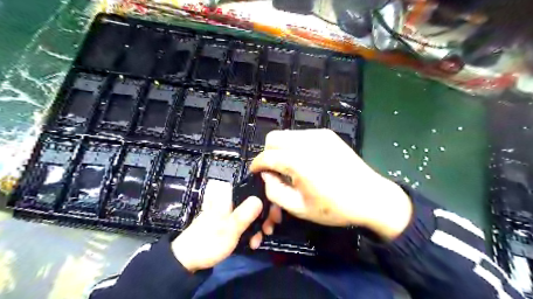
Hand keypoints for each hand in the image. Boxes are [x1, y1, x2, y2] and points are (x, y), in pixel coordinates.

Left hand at [173, 180, 260, 273]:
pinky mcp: (231, 220)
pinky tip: (253, 242)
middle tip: (269, 228)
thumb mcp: (229, 229)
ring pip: (253, 212)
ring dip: (259, 226)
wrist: (189, 259)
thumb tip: (260, 199)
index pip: (254, 188)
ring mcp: (231, 210)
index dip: (268, 198)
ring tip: (258, 240)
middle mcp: (232, 199)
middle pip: (256, 201)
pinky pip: (247, 221)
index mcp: (229, 196)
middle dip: (265, 216)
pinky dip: (252, 230)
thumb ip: (244, 214)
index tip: (274, 214)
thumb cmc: (208, 241)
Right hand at [249, 128, 411, 240]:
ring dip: (282, 149)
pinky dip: (296, 146)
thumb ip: (275, 192)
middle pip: (273, 138)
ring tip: (291, 167)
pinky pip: (302, 135)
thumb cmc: (334, 207)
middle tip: (275, 170)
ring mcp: (318, 135)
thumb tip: (267, 176)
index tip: (256, 173)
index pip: (266, 157)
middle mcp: (306, 142)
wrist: (371, 197)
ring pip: (287, 135)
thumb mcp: (299, 208)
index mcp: (298, 161)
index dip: (257, 165)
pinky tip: (307, 161)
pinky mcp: (327, 134)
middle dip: (268, 153)